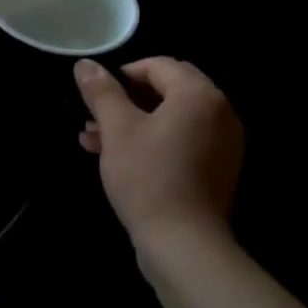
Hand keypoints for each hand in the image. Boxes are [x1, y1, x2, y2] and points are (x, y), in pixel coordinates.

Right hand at [75, 57, 243, 254]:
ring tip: (93, 141)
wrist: (183, 244)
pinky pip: (181, 141)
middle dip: (125, 101)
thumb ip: (101, 92)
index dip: (122, 74)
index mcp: (199, 95)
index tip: (95, 95)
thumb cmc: (148, 177)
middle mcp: (219, 112)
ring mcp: (223, 143)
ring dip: (132, 123)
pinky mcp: (217, 169)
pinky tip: (117, 159)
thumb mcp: (117, 130)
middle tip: (93, 117)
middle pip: (166, 90)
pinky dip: (152, 142)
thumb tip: (85, 64)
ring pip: (170, 119)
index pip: (158, 65)